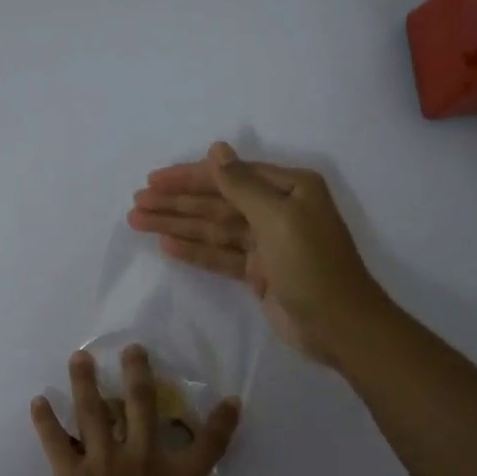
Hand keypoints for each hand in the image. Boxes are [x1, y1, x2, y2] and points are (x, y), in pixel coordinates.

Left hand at [28, 346, 284, 475]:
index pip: (208, 444)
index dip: (222, 420)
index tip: (230, 399)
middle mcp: (140, 462)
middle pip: (142, 407)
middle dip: (139, 374)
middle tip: (133, 348)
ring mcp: (101, 465)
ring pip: (93, 412)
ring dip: (86, 382)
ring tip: (80, 356)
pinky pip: (55, 441)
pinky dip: (45, 421)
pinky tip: (37, 402)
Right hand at [128, 142, 388, 365]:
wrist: (339, 326)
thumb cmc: (312, 265)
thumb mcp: (278, 218)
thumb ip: (242, 185)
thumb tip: (216, 149)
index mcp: (289, 188)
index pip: (229, 175)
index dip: (189, 177)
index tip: (153, 180)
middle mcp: (277, 210)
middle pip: (217, 202)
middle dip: (177, 202)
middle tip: (137, 204)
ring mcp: (267, 243)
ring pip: (214, 229)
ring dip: (178, 225)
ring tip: (139, 221)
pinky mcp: (259, 272)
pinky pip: (221, 255)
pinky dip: (195, 251)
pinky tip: (167, 246)